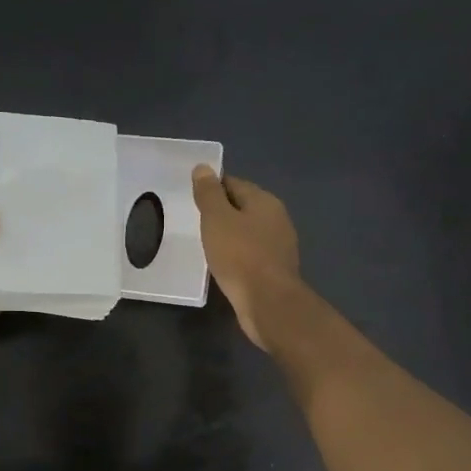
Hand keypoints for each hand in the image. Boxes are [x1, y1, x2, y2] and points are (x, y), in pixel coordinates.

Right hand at [192, 166, 299, 349]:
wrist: (268, 303)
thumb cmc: (240, 255)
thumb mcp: (217, 219)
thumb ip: (209, 194)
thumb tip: (203, 168)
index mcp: (265, 201)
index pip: (234, 184)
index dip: (212, 188)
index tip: (192, 198)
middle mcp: (277, 219)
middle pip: (243, 207)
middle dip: (221, 212)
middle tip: (195, 221)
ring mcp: (279, 246)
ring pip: (248, 232)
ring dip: (229, 235)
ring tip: (206, 243)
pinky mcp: (275, 270)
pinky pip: (251, 254)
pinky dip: (236, 255)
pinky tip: (223, 264)